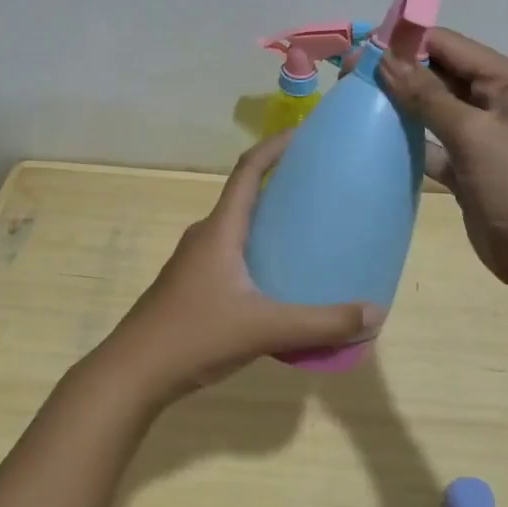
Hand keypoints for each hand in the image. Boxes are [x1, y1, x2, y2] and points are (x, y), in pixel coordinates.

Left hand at [86, 132, 384, 402]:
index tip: (305, 134)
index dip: (275, 146)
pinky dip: (258, 254)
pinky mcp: (191, 287)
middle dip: (280, 186)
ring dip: (268, 224)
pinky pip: (231, 256)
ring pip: (237, 230)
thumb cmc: (195, 336)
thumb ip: (321, 324)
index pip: (247, 171)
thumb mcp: (265, 329)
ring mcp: (193, 263)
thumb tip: (375, 312)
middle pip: (245, 197)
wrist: (133, 372)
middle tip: (321, 189)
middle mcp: (205, 237)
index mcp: (220, 231)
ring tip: (307, 234)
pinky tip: (279, 282)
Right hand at [379, 28, 507, 295]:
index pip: (452, 46)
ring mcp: (483, 138)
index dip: (408, 42)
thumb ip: (428, 95)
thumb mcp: (475, 134)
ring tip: (355, 99)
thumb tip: (385, 58)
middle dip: (399, 72)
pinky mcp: (468, 169)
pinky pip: (433, 144)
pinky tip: (376, 138)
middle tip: (349, 75)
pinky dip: (409, 140)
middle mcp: (497, 102)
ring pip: (434, 109)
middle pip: (441, 75)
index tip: (362, 47)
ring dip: (401, 104)